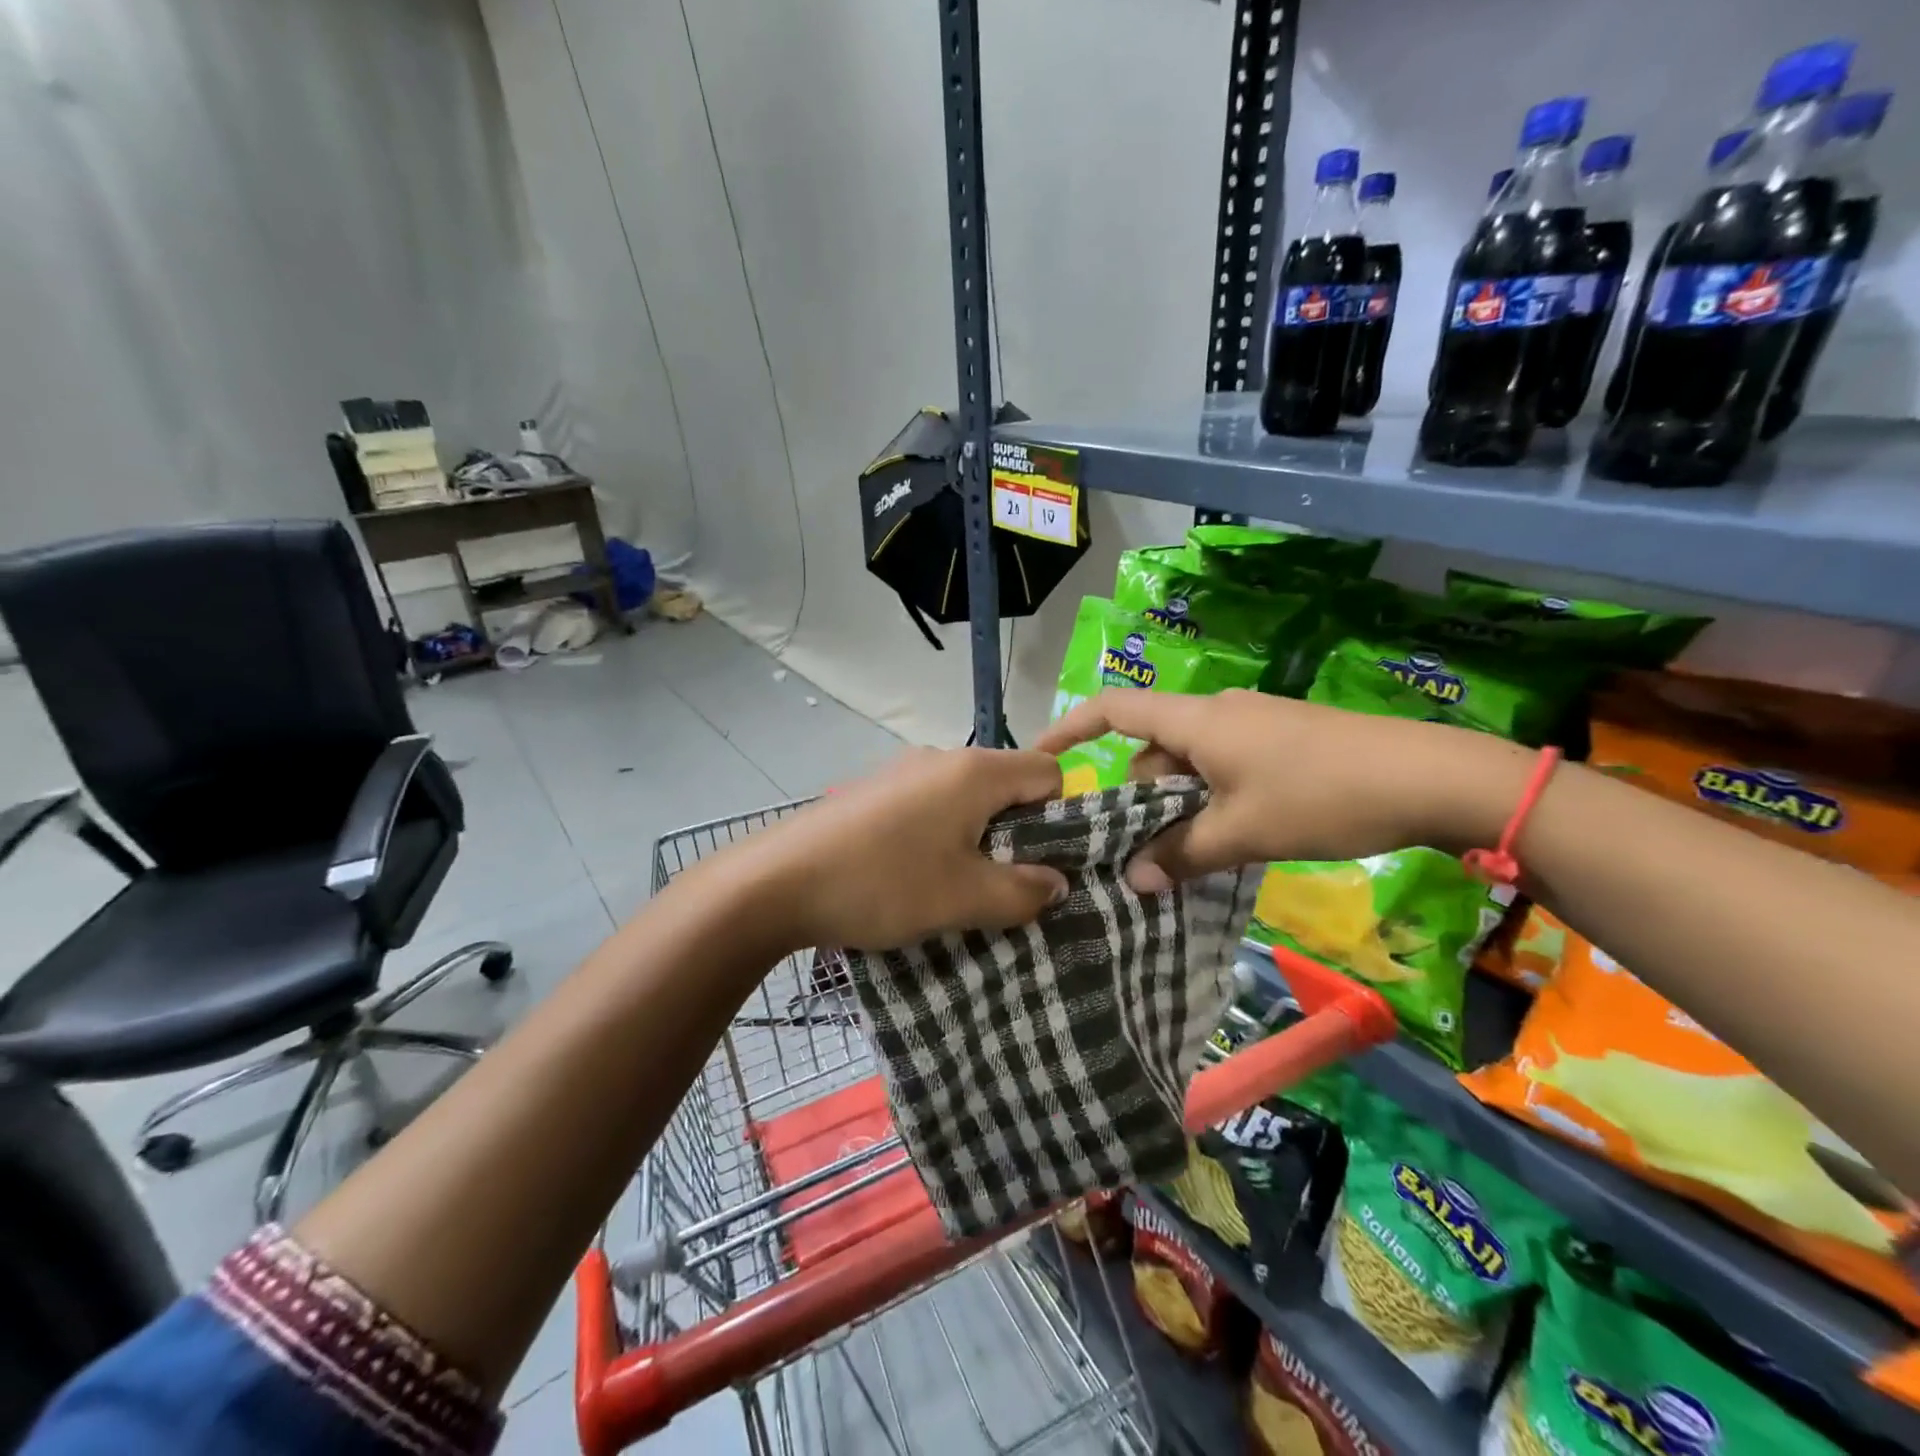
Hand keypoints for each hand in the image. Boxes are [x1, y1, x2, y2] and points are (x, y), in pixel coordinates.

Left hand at [743, 747, 1069, 951]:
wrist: (777, 881)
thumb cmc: (884, 883)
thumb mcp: (965, 898)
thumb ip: (1024, 892)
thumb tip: (1058, 884)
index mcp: (975, 770)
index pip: (1049, 771)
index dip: (1061, 815)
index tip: (1044, 862)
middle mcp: (942, 758)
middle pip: (1008, 783)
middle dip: (1019, 833)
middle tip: (1005, 884)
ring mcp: (903, 771)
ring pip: (967, 798)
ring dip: (978, 839)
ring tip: (958, 888)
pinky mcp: (875, 791)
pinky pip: (930, 806)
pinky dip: (941, 836)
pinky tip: (914, 875)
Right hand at [1036, 690, 1527, 891]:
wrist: (1431, 776)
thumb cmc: (1321, 796)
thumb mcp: (1243, 833)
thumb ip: (1181, 854)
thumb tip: (1132, 881)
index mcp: (1196, 720)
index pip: (1113, 709)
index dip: (1070, 730)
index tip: (1041, 762)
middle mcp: (1217, 712)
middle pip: (1151, 747)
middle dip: (1136, 797)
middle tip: (1136, 852)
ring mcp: (1253, 724)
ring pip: (1189, 762)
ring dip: (1178, 805)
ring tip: (1186, 855)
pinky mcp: (1282, 741)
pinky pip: (1223, 766)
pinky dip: (1210, 798)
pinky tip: (1230, 837)